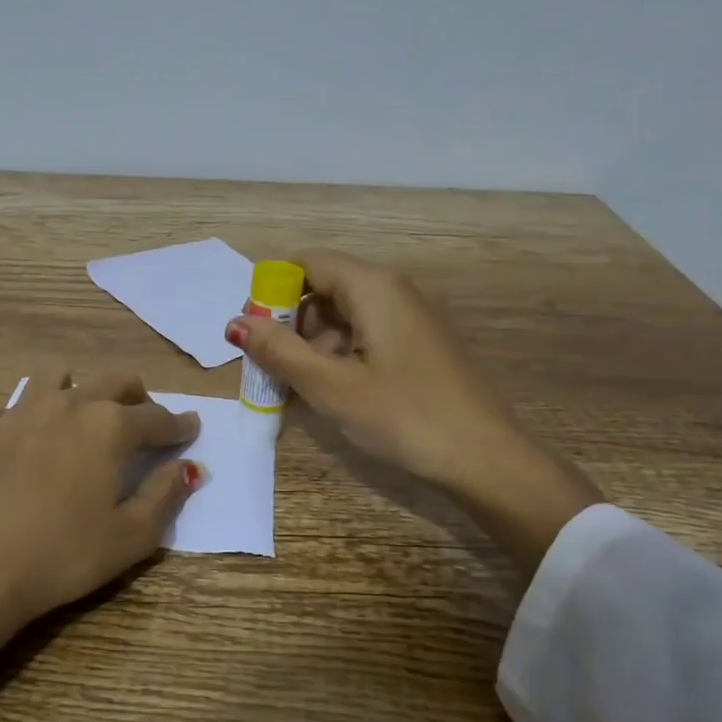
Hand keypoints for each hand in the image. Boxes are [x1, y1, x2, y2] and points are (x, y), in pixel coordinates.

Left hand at [0, 371, 201, 721]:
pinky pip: (6, 401)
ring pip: (58, 375)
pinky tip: (22, 429)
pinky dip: (21, 408)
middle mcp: (70, 404)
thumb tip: (189, 467)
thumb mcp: (130, 536)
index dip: (179, 424)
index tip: (191, 427)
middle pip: (113, 381)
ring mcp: (22, 410)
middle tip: (144, 416)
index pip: (157, 417)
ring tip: (83, 411)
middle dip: (136, 396)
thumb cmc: (62, 555)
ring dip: (79, 387)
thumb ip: (165, 495)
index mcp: (111, 427)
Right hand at [227, 250, 600, 570]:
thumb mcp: (330, 386)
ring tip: (292, 390)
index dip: (271, 290)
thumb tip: (235, 324)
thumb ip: (278, 351)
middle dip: (288, 324)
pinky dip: (337, 359)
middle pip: (323, 289)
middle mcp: (392, 292)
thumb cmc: (403, 416)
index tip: (250, 331)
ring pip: (342, 318)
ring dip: (310, 347)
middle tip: (267, 368)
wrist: (486, 459)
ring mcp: (409, 320)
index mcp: (372, 288)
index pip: (307, 263)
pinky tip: (326, 395)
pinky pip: (364, 339)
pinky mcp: (418, 347)